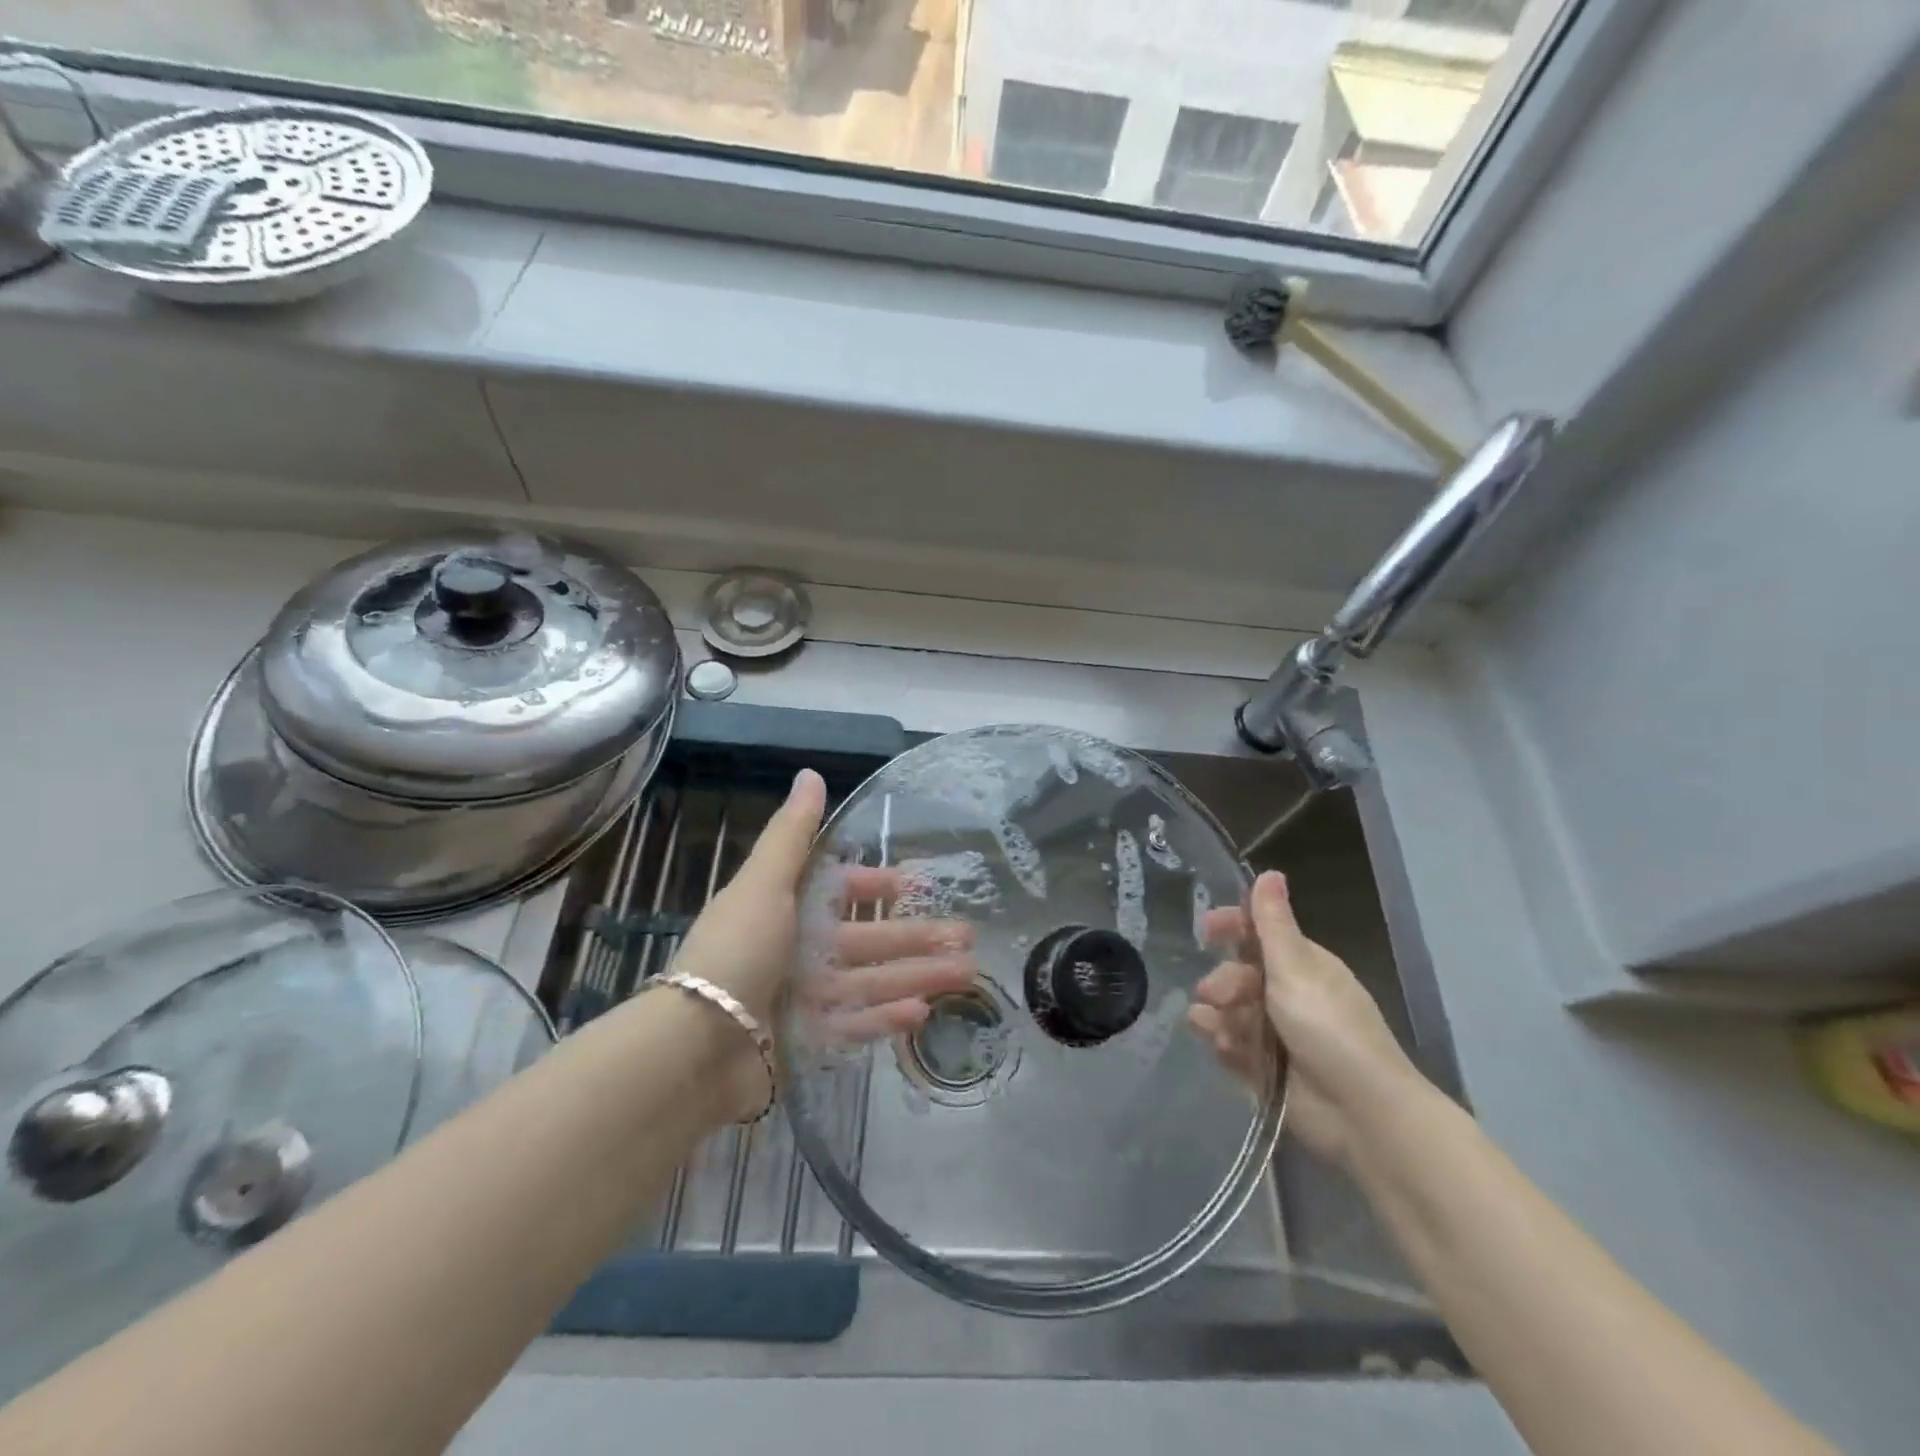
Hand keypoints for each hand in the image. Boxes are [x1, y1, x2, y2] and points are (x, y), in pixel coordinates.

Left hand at [668, 770, 976, 1108]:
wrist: (695, 1046)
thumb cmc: (736, 951)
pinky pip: (855, 1025)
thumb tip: (811, 774)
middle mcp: (797, 950)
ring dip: (917, 976)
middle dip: (917, 937)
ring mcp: (803, 998)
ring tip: (966, 974)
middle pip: (867, 941)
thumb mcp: (764, 884)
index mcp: (785, 909)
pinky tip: (923, 1013)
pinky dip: (886, 1019)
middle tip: (968, 937)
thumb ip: (792, 833)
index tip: (913, 885)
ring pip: (872, 982)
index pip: (840, 892)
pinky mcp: (807, 1042)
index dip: (875, 886)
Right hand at [1187, 870, 1425, 1168]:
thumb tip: (1269, 871)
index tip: (1205, 928)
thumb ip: (1273, 923)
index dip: (1231, 927)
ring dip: (1217, 1013)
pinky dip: (1223, 1043)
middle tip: (1217, 994)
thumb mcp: (1296, 968)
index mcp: (1303, 965)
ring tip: (1215, 1027)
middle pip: (1239, 974)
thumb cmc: (1330, 1029)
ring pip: (1230, 1010)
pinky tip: (1220, 1046)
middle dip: (1222, 980)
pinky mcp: (1266, 1069)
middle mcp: (1289, 994)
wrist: (1362, 1112)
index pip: (1259, 933)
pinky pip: (1232, 1046)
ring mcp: (1277, 1033)